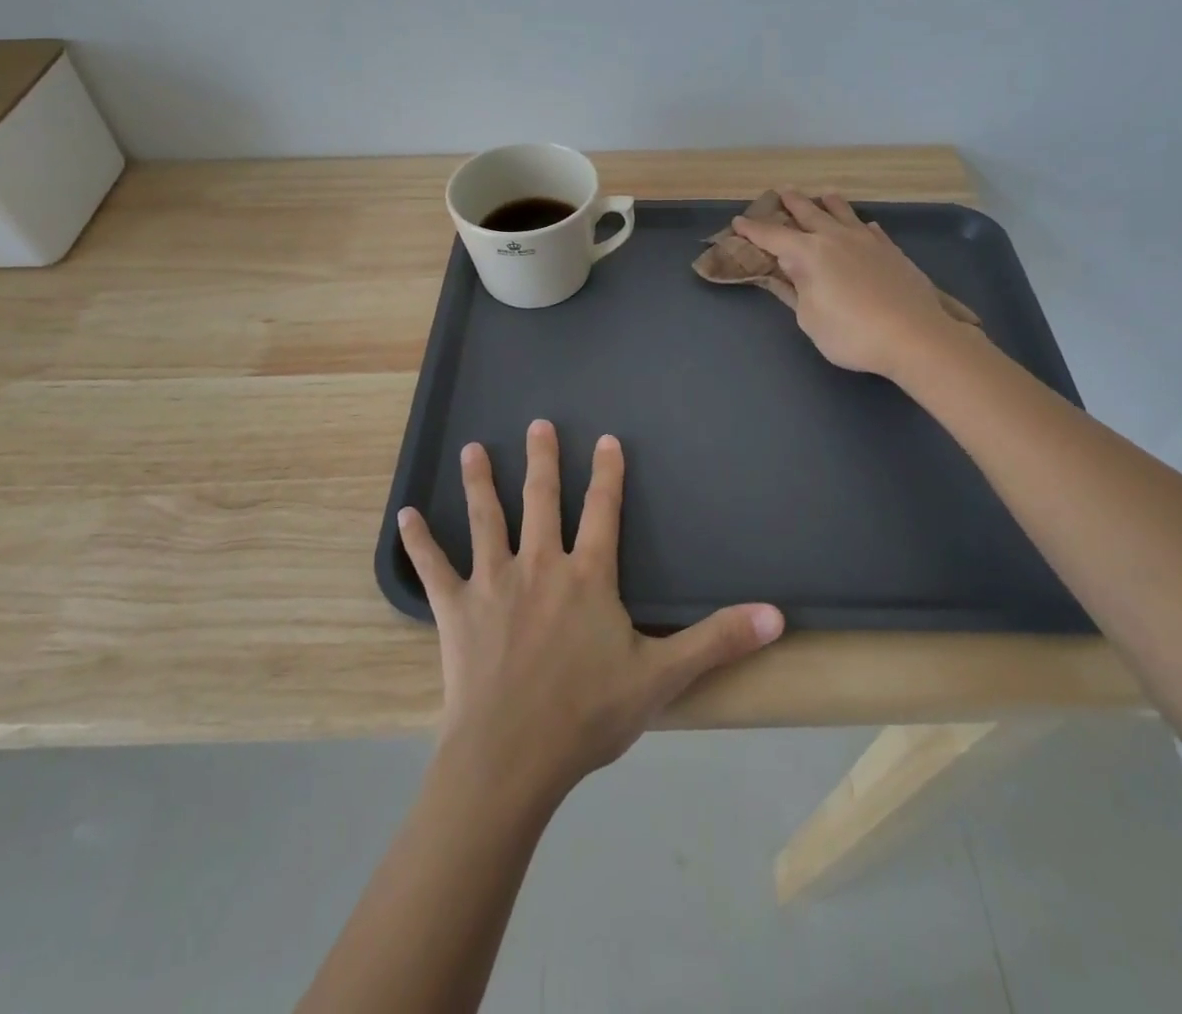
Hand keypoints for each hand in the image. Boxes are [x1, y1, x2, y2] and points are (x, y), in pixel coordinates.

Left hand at [398, 420, 784, 804]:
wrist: (511, 758)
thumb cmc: (587, 715)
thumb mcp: (662, 678)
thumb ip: (718, 641)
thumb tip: (778, 615)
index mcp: (588, 576)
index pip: (603, 509)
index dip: (607, 473)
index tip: (605, 439)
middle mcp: (540, 564)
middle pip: (541, 499)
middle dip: (541, 459)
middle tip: (537, 423)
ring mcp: (493, 582)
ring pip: (487, 519)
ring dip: (480, 482)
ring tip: (473, 449)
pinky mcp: (455, 610)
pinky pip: (432, 567)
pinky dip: (418, 541)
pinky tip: (403, 515)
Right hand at [732, 189, 973, 379]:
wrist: (914, 335)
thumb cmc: (851, 333)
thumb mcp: (809, 318)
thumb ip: (796, 290)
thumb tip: (788, 269)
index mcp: (808, 254)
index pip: (773, 236)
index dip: (753, 230)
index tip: (738, 222)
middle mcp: (836, 238)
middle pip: (809, 213)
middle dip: (792, 203)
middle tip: (781, 192)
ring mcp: (867, 241)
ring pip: (843, 213)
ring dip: (828, 204)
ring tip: (823, 195)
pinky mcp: (892, 251)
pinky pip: (870, 229)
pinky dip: (860, 224)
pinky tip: (864, 226)